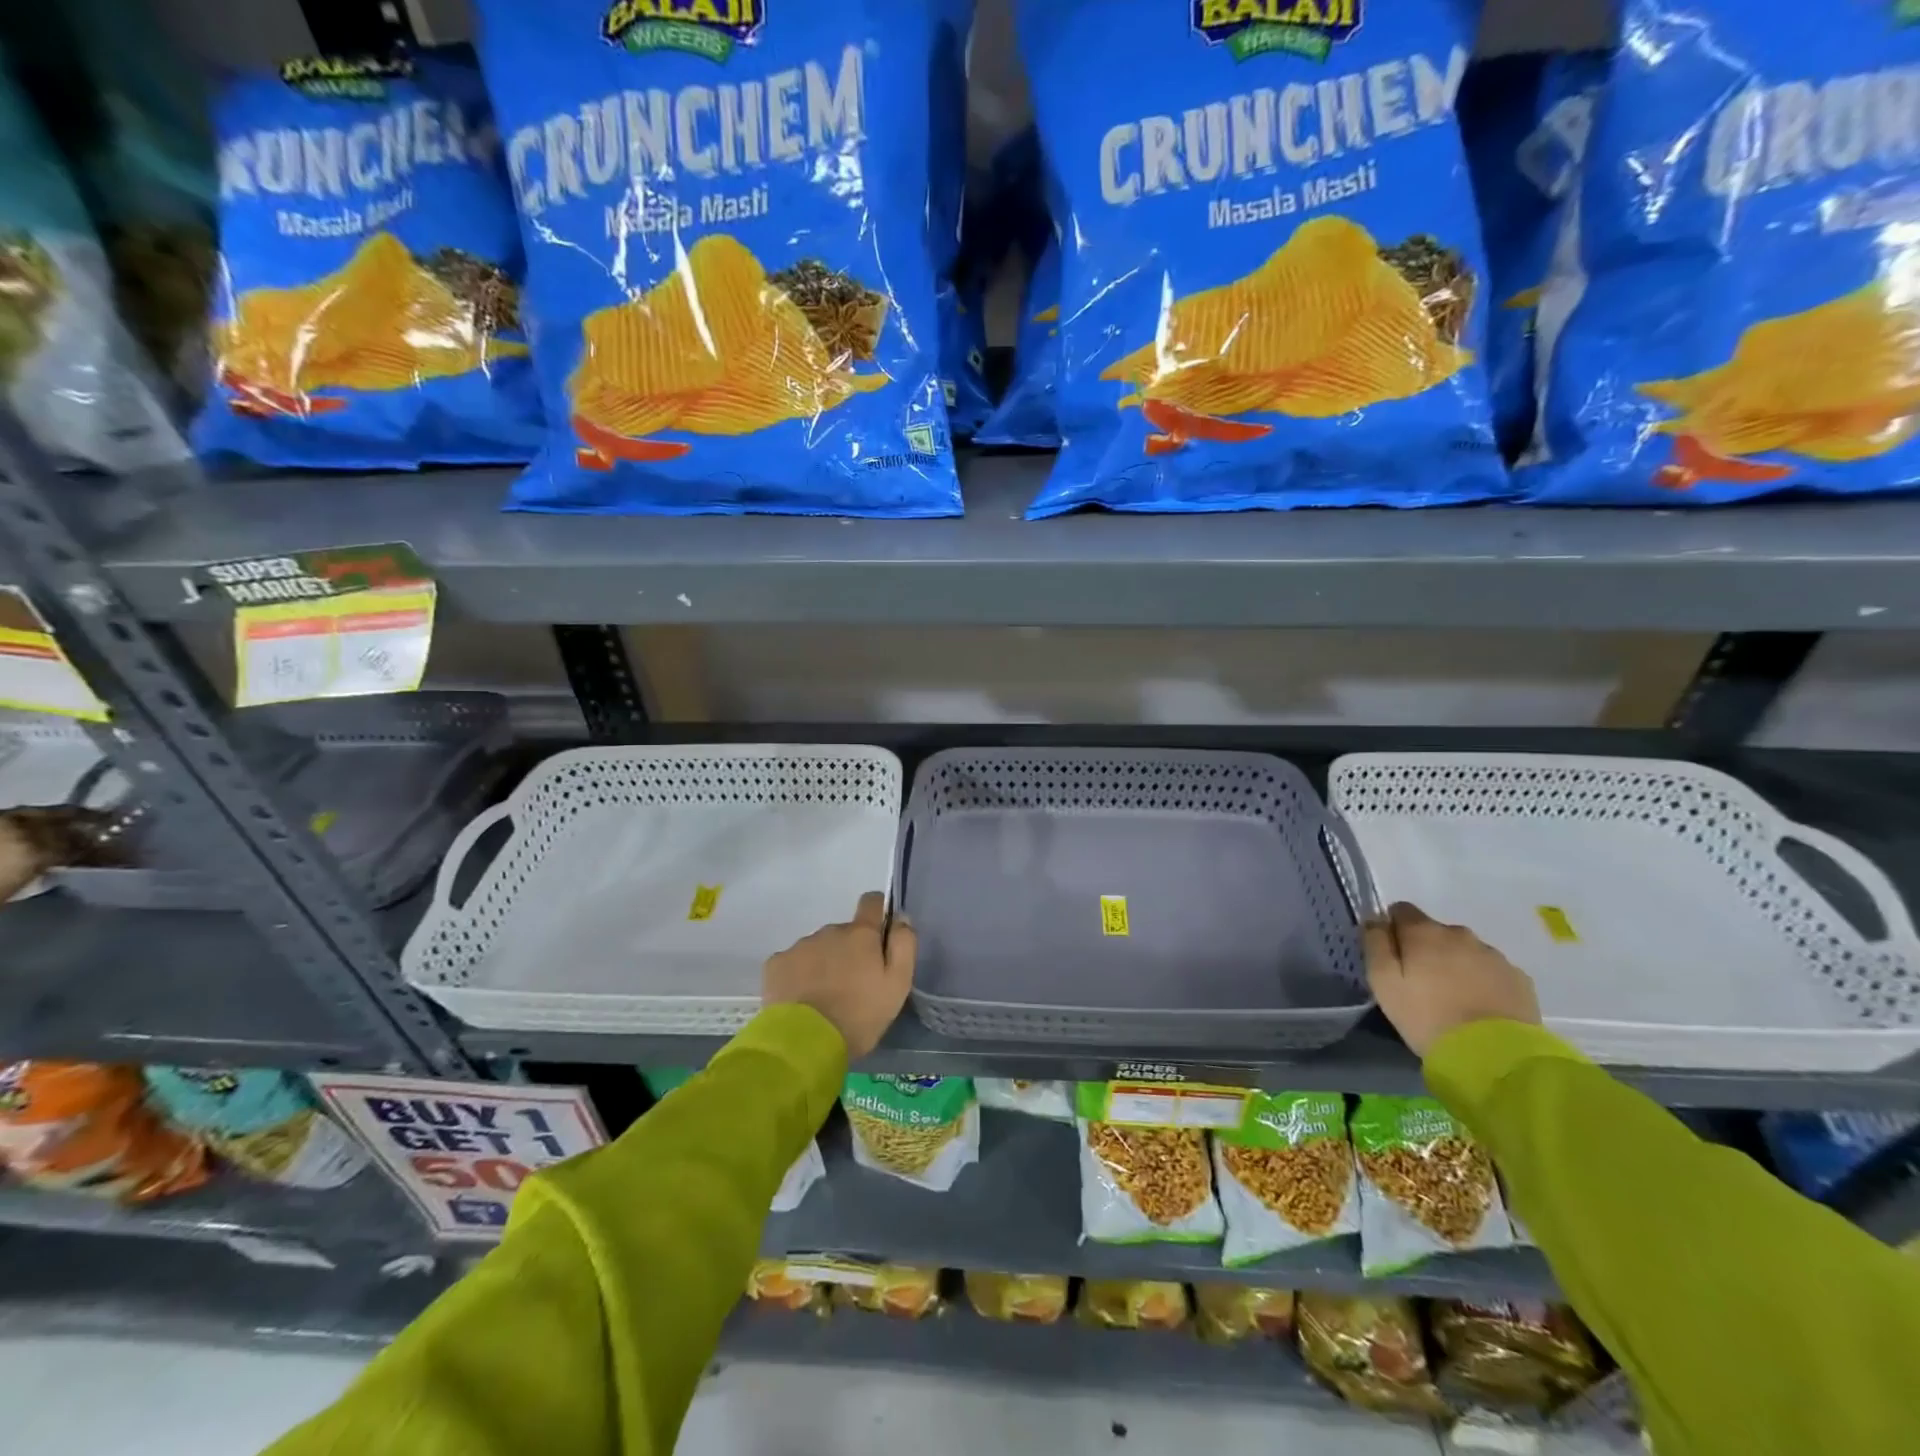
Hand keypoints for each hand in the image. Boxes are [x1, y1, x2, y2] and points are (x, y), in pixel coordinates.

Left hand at [762, 892, 915, 1059]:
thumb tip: (900, 917)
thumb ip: (903, 945)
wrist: (805, 1044)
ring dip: (824, 964)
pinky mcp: (776, 964)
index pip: (872, 902)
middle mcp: (830, 931)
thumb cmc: (859, 1015)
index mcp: (861, 934)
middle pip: (844, 933)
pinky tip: (801, 1000)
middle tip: (852, 986)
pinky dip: (799, 975)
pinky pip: (793, 962)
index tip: (879, 937)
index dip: (878, 914)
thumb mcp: (897, 984)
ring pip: (818, 948)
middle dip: (850, 952)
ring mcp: (800, 946)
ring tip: (824, 998)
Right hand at [1364, 902, 1540, 1058]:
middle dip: (1426, 949)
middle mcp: (1460, 934)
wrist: (1494, 1056)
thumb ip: (1375, 943)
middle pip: (1435, 931)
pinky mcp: (1519, 978)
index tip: (1393, 956)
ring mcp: (1494, 955)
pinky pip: (1491, 970)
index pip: (1401, 910)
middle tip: (1422, 984)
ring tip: (1453, 998)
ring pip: (1464, 950)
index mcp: (1424, 932)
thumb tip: (1375, 920)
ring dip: (1455, 964)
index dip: (1393, 929)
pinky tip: (1479, 1007)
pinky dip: (1482, 981)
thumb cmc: (1428, 1016)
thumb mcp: (1383, 982)